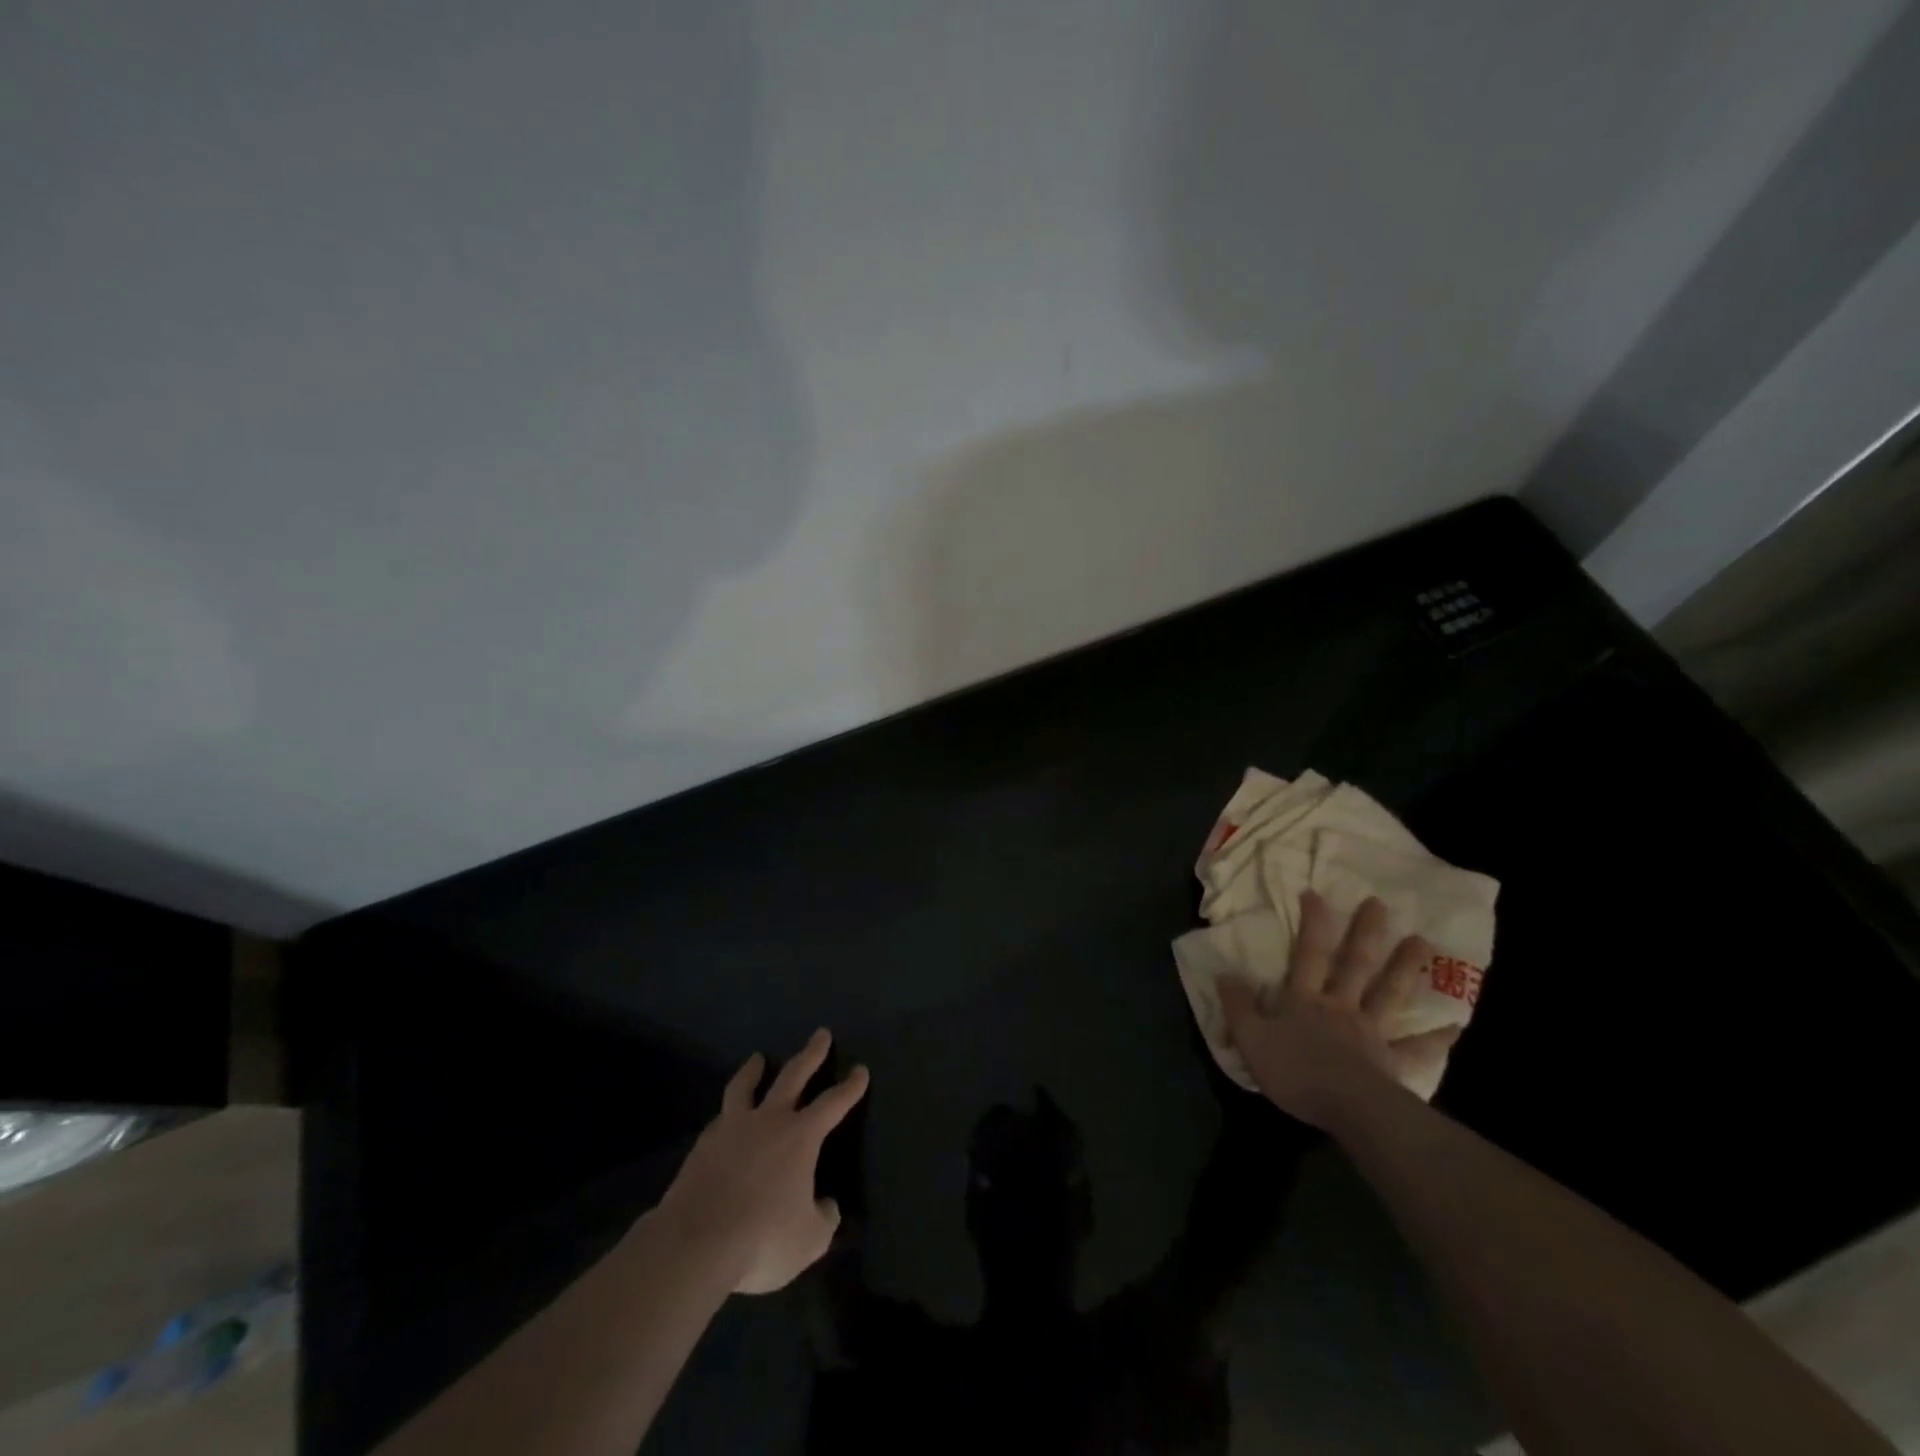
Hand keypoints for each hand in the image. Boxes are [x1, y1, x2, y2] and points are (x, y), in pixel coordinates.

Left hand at [652, 1029, 868, 1294]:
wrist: (695, 1243)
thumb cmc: (762, 1238)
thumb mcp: (809, 1241)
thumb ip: (823, 1219)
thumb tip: (826, 1205)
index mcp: (801, 1136)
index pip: (833, 1103)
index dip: (850, 1087)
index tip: (861, 1070)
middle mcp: (769, 1121)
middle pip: (793, 1075)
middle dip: (811, 1053)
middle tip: (821, 1033)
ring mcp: (732, 1129)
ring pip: (745, 1087)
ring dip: (754, 1070)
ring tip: (757, 1058)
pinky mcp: (702, 1145)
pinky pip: (720, 1119)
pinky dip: (728, 1113)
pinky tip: (725, 1119)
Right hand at [1219, 891, 1460, 1127]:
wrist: (1347, 1108)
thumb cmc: (1295, 1070)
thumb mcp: (1250, 1037)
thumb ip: (1238, 1005)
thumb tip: (1224, 973)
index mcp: (1304, 1000)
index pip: (1308, 954)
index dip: (1312, 924)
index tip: (1316, 893)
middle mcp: (1340, 1007)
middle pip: (1355, 965)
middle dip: (1365, 934)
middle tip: (1380, 904)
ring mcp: (1370, 1033)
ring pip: (1389, 994)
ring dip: (1405, 968)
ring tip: (1423, 941)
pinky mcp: (1391, 1063)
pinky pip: (1416, 1050)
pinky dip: (1435, 1039)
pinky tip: (1455, 1027)